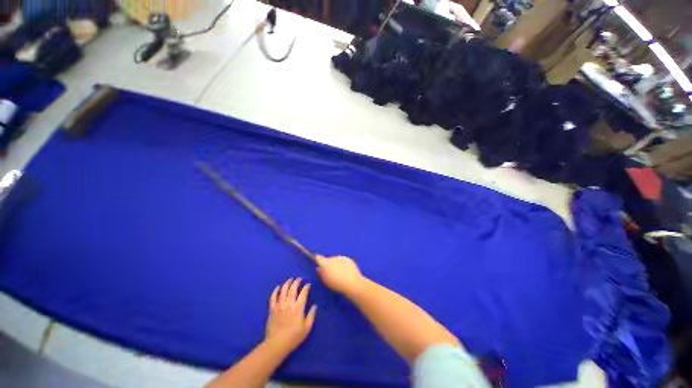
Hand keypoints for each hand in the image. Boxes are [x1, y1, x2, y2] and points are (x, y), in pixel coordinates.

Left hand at [265, 278, 316, 353]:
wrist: (276, 345)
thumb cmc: (293, 337)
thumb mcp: (307, 328)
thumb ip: (311, 315)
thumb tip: (315, 305)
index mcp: (298, 307)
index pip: (303, 292)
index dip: (306, 287)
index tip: (309, 284)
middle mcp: (289, 303)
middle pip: (293, 288)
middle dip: (297, 281)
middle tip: (300, 279)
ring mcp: (279, 305)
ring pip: (283, 290)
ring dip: (287, 283)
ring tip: (290, 279)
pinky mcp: (272, 309)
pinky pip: (273, 297)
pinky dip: (276, 290)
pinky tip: (278, 287)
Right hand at [315, 255, 365, 296]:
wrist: (352, 283)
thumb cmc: (337, 284)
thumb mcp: (326, 281)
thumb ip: (321, 274)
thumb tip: (318, 268)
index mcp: (326, 263)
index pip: (318, 258)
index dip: (317, 259)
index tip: (317, 262)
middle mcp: (333, 258)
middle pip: (328, 259)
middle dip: (329, 264)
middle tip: (331, 273)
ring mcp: (341, 257)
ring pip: (336, 259)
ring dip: (336, 264)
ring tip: (340, 273)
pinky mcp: (348, 259)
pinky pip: (343, 260)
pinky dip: (343, 264)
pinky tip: (346, 271)